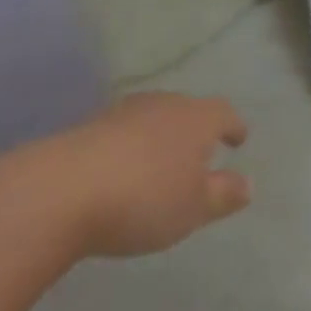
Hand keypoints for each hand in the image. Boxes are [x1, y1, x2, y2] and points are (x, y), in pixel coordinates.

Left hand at [0, 93, 251, 266]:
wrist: (62, 189)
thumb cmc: (144, 198)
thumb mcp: (193, 207)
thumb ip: (222, 195)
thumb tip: (248, 184)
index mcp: (196, 117)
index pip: (224, 113)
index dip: (233, 126)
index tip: (239, 138)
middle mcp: (165, 104)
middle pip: (189, 110)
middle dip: (197, 129)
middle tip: (202, 151)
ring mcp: (126, 111)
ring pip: (155, 117)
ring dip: (163, 136)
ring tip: (163, 161)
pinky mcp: (92, 126)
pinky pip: (126, 131)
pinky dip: (133, 146)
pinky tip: (126, 168)